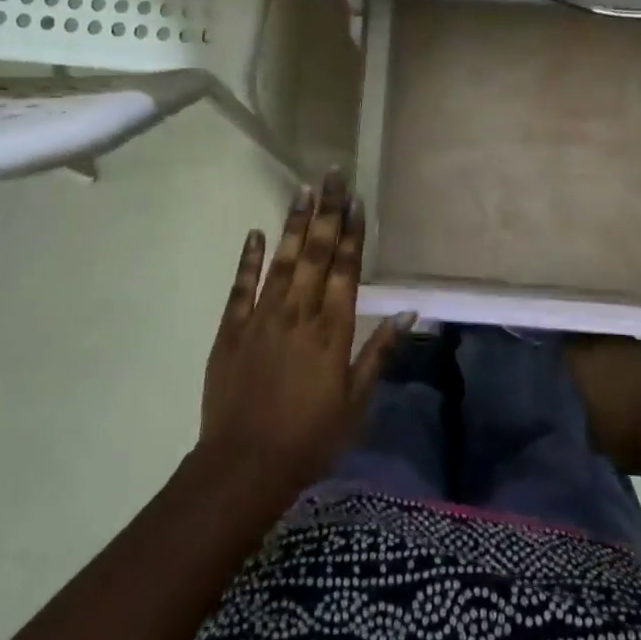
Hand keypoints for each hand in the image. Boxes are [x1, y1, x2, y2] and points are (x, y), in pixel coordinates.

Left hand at [199, 171, 410, 491]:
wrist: (245, 465)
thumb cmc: (311, 438)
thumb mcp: (357, 401)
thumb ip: (379, 352)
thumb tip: (409, 312)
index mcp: (332, 330)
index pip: (345, 269)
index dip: (352, 232)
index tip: (356, 199)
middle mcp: (298, 313)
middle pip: (315, 253)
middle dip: (326, 212)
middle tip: (332, 174)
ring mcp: (261, 318)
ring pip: (281, 261)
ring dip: (293, 223)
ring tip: (302, 189)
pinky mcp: (231, 329)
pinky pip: (241, 287)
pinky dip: (248, 258)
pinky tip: (255, 232)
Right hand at [566, 337, 640, 475]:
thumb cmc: (629, 434)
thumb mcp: (595, 437)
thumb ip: (585, 419)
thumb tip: (586, 415)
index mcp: (583, 361)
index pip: (564, 348)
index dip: (562, 356)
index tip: (559, 366)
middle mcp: (607, 346)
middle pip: (591, 342)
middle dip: (588, 354)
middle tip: (585, 372)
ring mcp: (636, 349)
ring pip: (617, 348)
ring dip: (614, 360)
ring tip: (612, 381)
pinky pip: (640, 360)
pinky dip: (637, 370)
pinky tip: (639, 388)